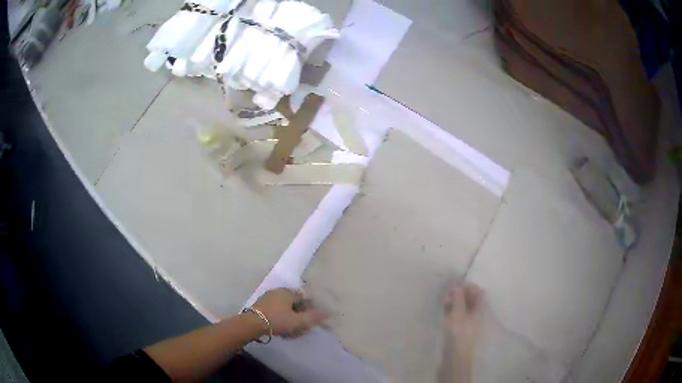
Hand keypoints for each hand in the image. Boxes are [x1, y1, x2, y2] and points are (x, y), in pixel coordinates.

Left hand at [252, 288, 325, 337]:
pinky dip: (281, 319)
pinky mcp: (260, 306)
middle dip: (300, 314)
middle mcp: (278, 291)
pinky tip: (281, 329)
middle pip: (294, 303)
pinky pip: (276, 311)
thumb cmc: (277, 320)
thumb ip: (313, 317)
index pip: (304, 297)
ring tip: (292, 331)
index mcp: (288, 292)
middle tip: (303, 327)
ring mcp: (268, 298)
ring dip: (291, 318)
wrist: (251, 324)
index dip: (311, 308)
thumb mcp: (298, 321)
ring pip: (285, 308)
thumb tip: (326, 313)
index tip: (312, 319)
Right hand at [442, 282, 483, 351]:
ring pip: (461, 305)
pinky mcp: (459, 327)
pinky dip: (450, 309)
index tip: (455, 284)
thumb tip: (457, 284)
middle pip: (469, 298)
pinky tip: (443, 309)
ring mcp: (468, 320)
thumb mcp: (458, 312)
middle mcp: (476, 312)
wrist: (455, 354)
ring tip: (443, 300)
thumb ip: (458, 297)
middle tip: (446, 293)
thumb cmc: (459, 332)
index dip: (468, 286)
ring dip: (453, 301)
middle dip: (458, 293)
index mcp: (480, 308)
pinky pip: (456, 313)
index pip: (478, 291)